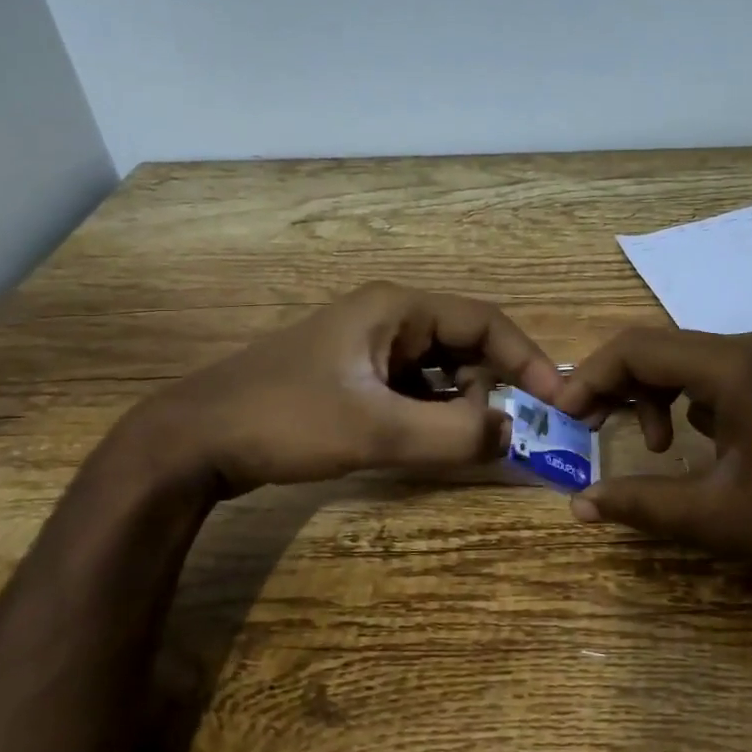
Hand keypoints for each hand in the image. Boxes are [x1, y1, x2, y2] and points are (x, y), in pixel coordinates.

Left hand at [127, 282, 563, 494]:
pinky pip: (413, 388)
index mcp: (397, 309)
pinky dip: (432, 413)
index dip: (527, 358)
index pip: (485, 322)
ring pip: (439, 370)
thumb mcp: (376, 430)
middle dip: (492, 386)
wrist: (194, 439)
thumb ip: (452, 434)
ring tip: (466, 442)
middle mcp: (387, 317)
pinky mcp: (353, 375)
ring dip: (461, 403)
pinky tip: (430, 443)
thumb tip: (511, 434)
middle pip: (464, 344)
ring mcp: (368, 346)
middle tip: (507, 432)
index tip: (557, 400)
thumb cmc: (286, 420)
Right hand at [556, 327, 751, 578]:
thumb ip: (640, 504)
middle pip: (657, 348)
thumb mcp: (715, 517)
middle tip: (584, 428)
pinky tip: (685, 441)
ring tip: (645, 446)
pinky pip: (710, 375)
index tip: (563, 417)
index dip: (590, 377)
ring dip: (648, 394)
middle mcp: (748, 347)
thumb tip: (577, 504)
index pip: (637, 348)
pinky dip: (682, 399)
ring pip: (682, 360)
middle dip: (614, 384)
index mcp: (732, 366)